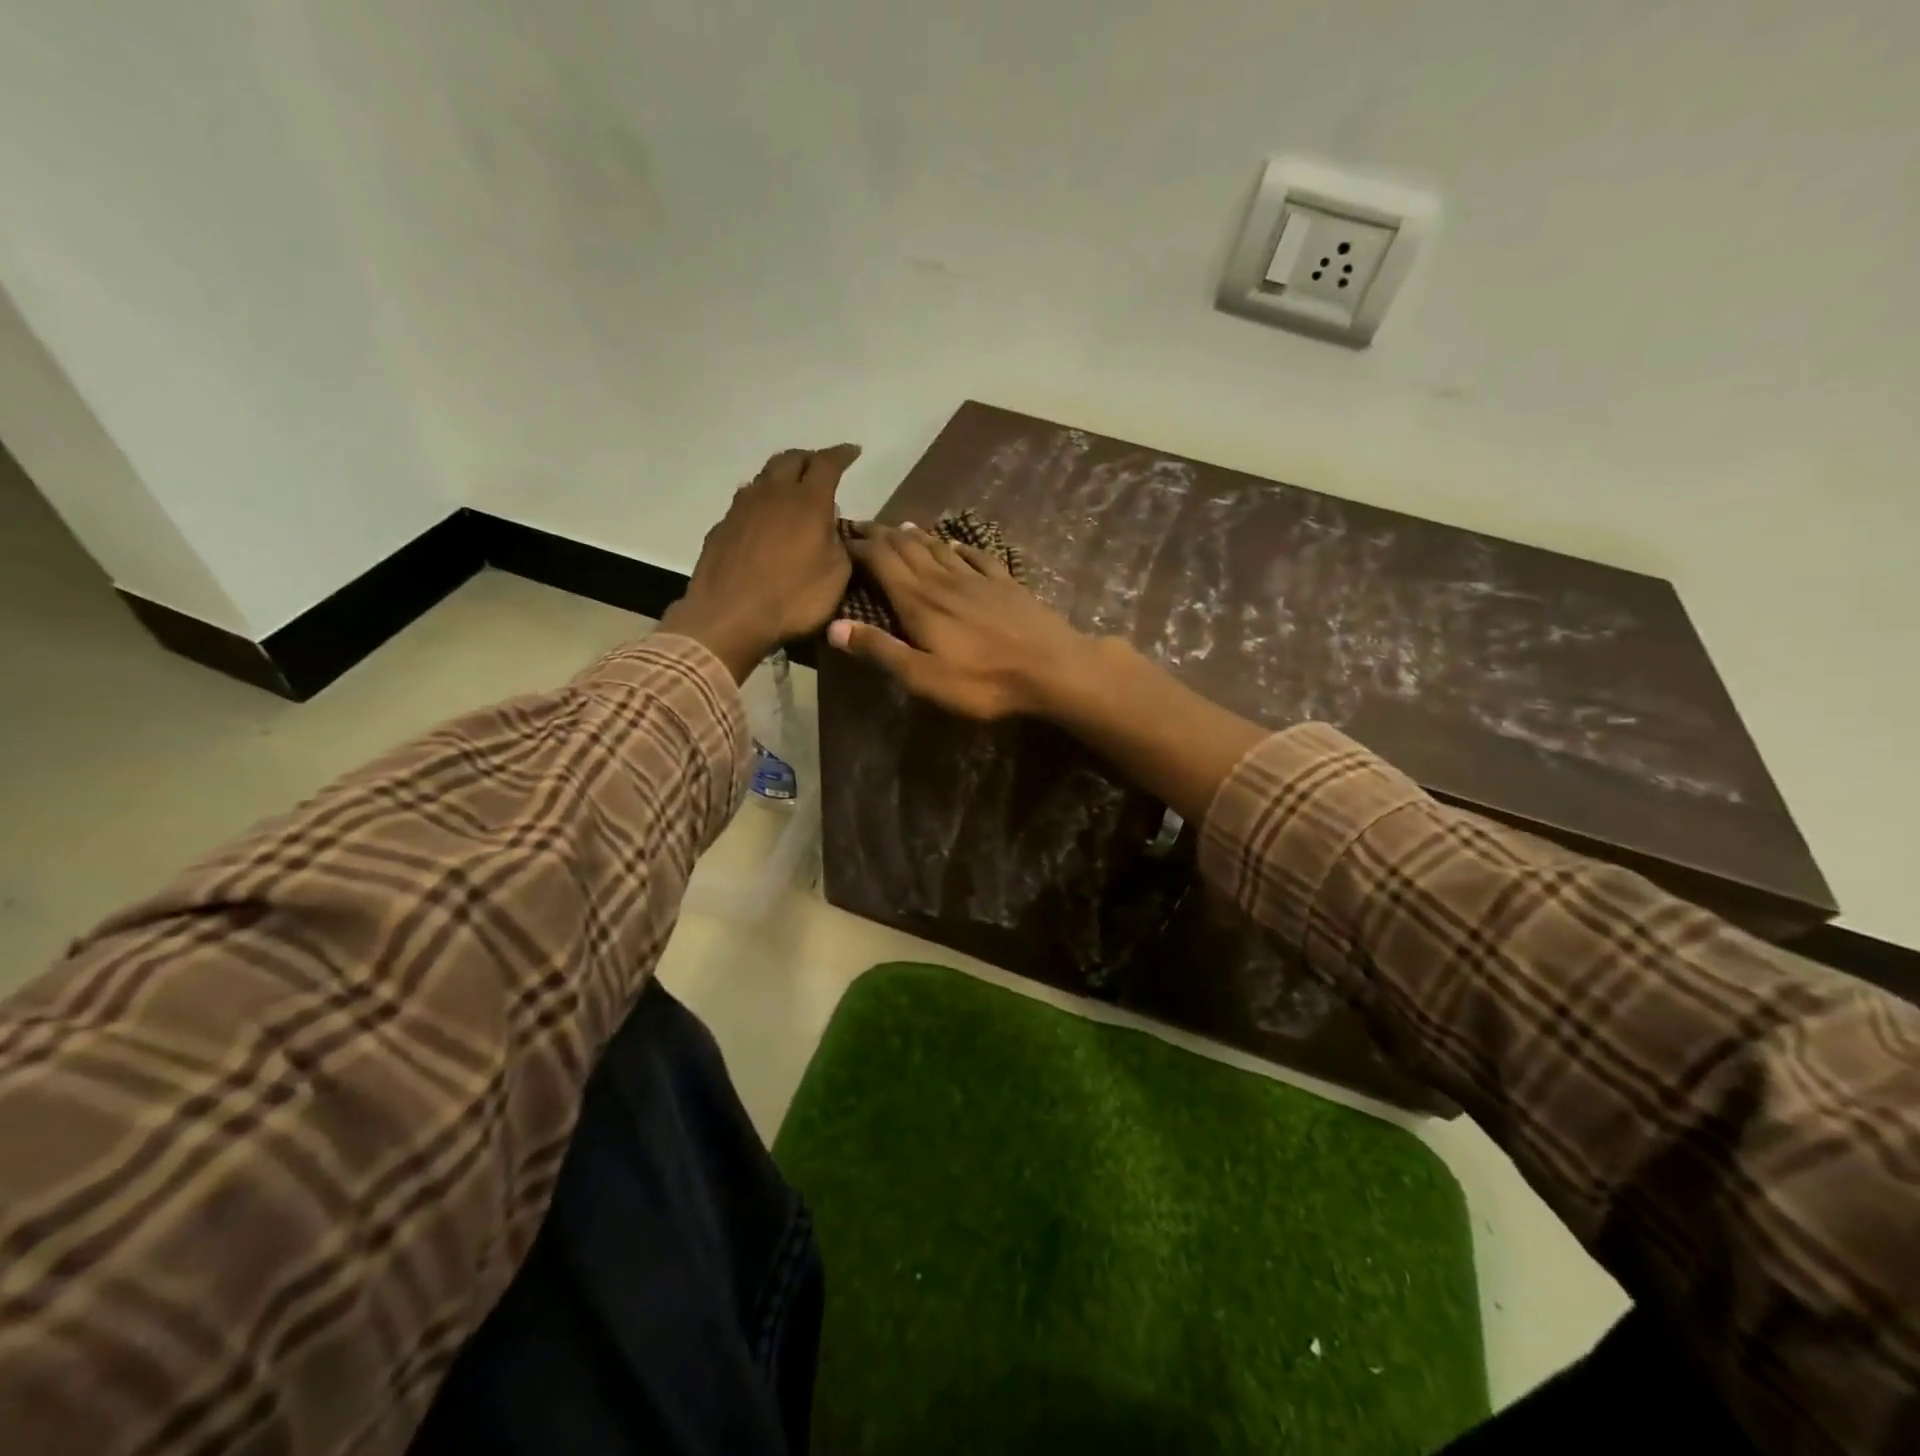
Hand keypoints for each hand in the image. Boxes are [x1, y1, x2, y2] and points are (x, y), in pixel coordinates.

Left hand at [661, 444, 861, 680]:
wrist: (729, 617)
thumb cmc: (792, 598)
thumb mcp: (836, 577)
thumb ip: (839, 545)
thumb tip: (832, 530)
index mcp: (807, 501)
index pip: (827, 463)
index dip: (842, 454)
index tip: (853, 452)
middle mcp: (773, 493)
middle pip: (791, 459)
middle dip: (810, 458)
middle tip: (822, 467)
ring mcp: (742, 508)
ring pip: (765, 476)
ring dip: (782, 476)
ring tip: (793, 489)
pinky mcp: (722, 527)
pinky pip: (746, 502)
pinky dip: (761, 502)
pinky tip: (765, 518)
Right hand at [826, 522, 1093, 719]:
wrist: (1052, 668)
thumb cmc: (983, 681)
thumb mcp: (923, 677)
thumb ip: (880, 650)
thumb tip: (834, 626)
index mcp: (919, 601)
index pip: (882, 561)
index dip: (860, 546)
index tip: (841, 538)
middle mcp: (944, 580)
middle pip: (907, 547)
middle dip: (882, 535)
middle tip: (863, 526)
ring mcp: (978, 578)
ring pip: (940, 547)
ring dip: (916, 536)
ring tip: (900, 528)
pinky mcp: (1006, 583)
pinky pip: (977, 556)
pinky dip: (960, 547)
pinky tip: (956, 544)